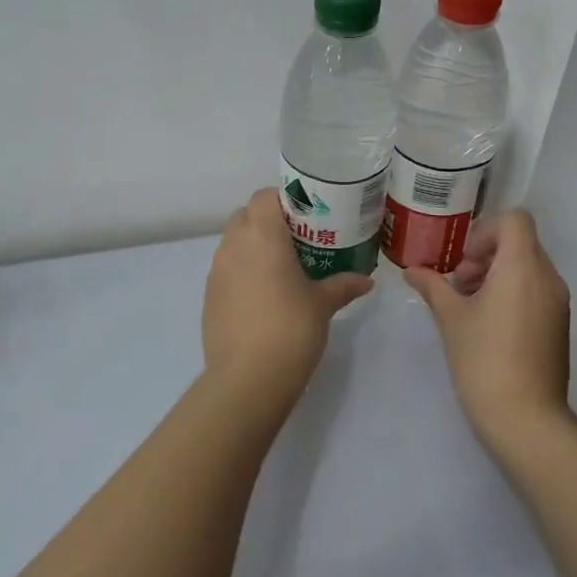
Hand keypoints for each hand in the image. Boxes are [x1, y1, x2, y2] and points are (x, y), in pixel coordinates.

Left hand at [202, 189, 373, 409]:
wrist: (247, 379)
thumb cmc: (290, 329)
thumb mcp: (323, 304)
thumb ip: (343, 285)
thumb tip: (366, 280)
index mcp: (261, 236)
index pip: (264, 196)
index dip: (284, 199)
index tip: (307, 214)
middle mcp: (233, 245)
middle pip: (246, 215)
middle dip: (269, 221)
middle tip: (299, 239)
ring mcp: (216, 271)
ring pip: (234, 242)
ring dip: (254, 246)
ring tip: (283, 267)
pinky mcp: (209, 296)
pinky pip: (227, 269)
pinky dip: (243, 271)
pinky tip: (265, 295)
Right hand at [404, 210, 572, 448]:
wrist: (526, 418)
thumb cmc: (483, 358)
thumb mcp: (450, 318)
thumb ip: (433, 286)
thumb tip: (411, 270)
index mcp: (523, 266)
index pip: (515, 219)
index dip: (485, 232)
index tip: (464, 262)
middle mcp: (548, 277)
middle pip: (520, 243)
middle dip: (486, 256)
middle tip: (459, 286)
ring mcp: (558, 303)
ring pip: (528, 269)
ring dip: (497, 276)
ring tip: (469, 307)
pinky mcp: (559, 325)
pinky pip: (536, 292)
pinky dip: (512, 294)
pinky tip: (488, 326)